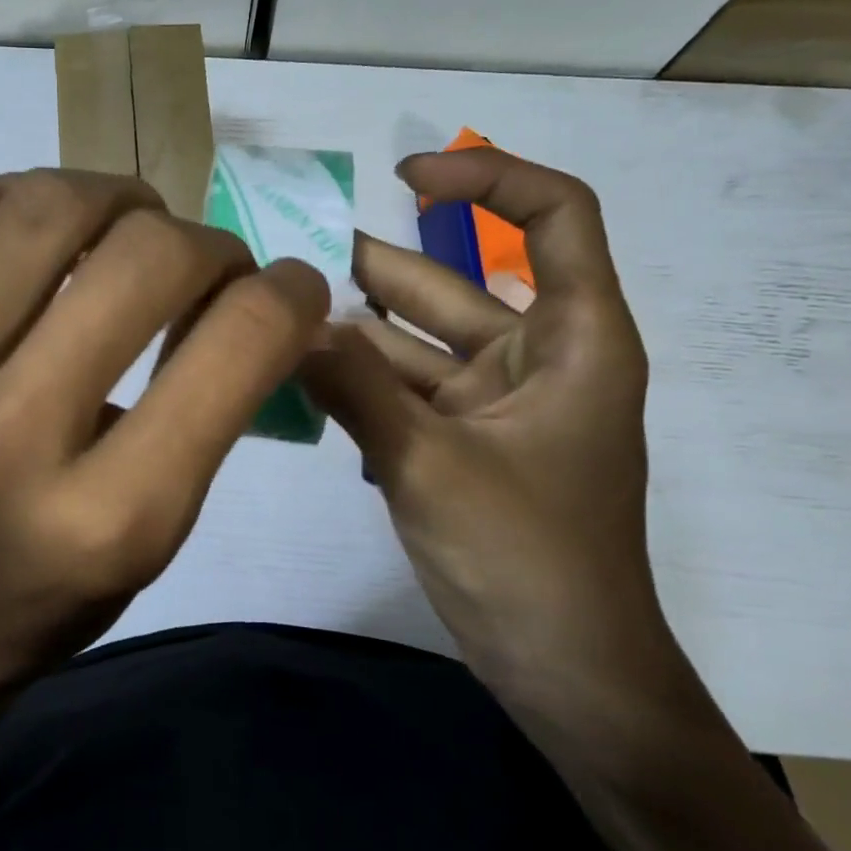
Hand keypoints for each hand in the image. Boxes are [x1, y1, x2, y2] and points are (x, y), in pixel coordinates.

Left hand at [0, 170, 329, 722]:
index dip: (288, 295)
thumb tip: (266, 292)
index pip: (234, 347)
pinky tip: (50, 232)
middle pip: (143, 260)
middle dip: (208, 244)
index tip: (292, 289)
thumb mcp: (162, 532)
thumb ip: (220, 407)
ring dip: (120, 199)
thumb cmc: (53, 595)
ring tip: (134, 229)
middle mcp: (7, 438)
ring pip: (46, 208)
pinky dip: (24, 195)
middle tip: (209, 266)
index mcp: (108, 517)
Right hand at [298, 148, 669, 700]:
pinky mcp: (462, 446)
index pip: (553, 216)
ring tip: (277, 317)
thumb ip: (355, 387)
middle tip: (287, 256)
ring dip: (353, 334)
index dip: (486, 177)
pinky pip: (404, 395)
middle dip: (375, 268)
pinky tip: (300, 382)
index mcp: (573, 339)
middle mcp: (536, 359)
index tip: (406, 177)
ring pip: (417, 346)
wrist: (566, 673)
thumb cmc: (526, 559)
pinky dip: (359, 386)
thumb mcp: (430, 463)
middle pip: (454, 286)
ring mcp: (495, 406)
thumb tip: (286, 323)